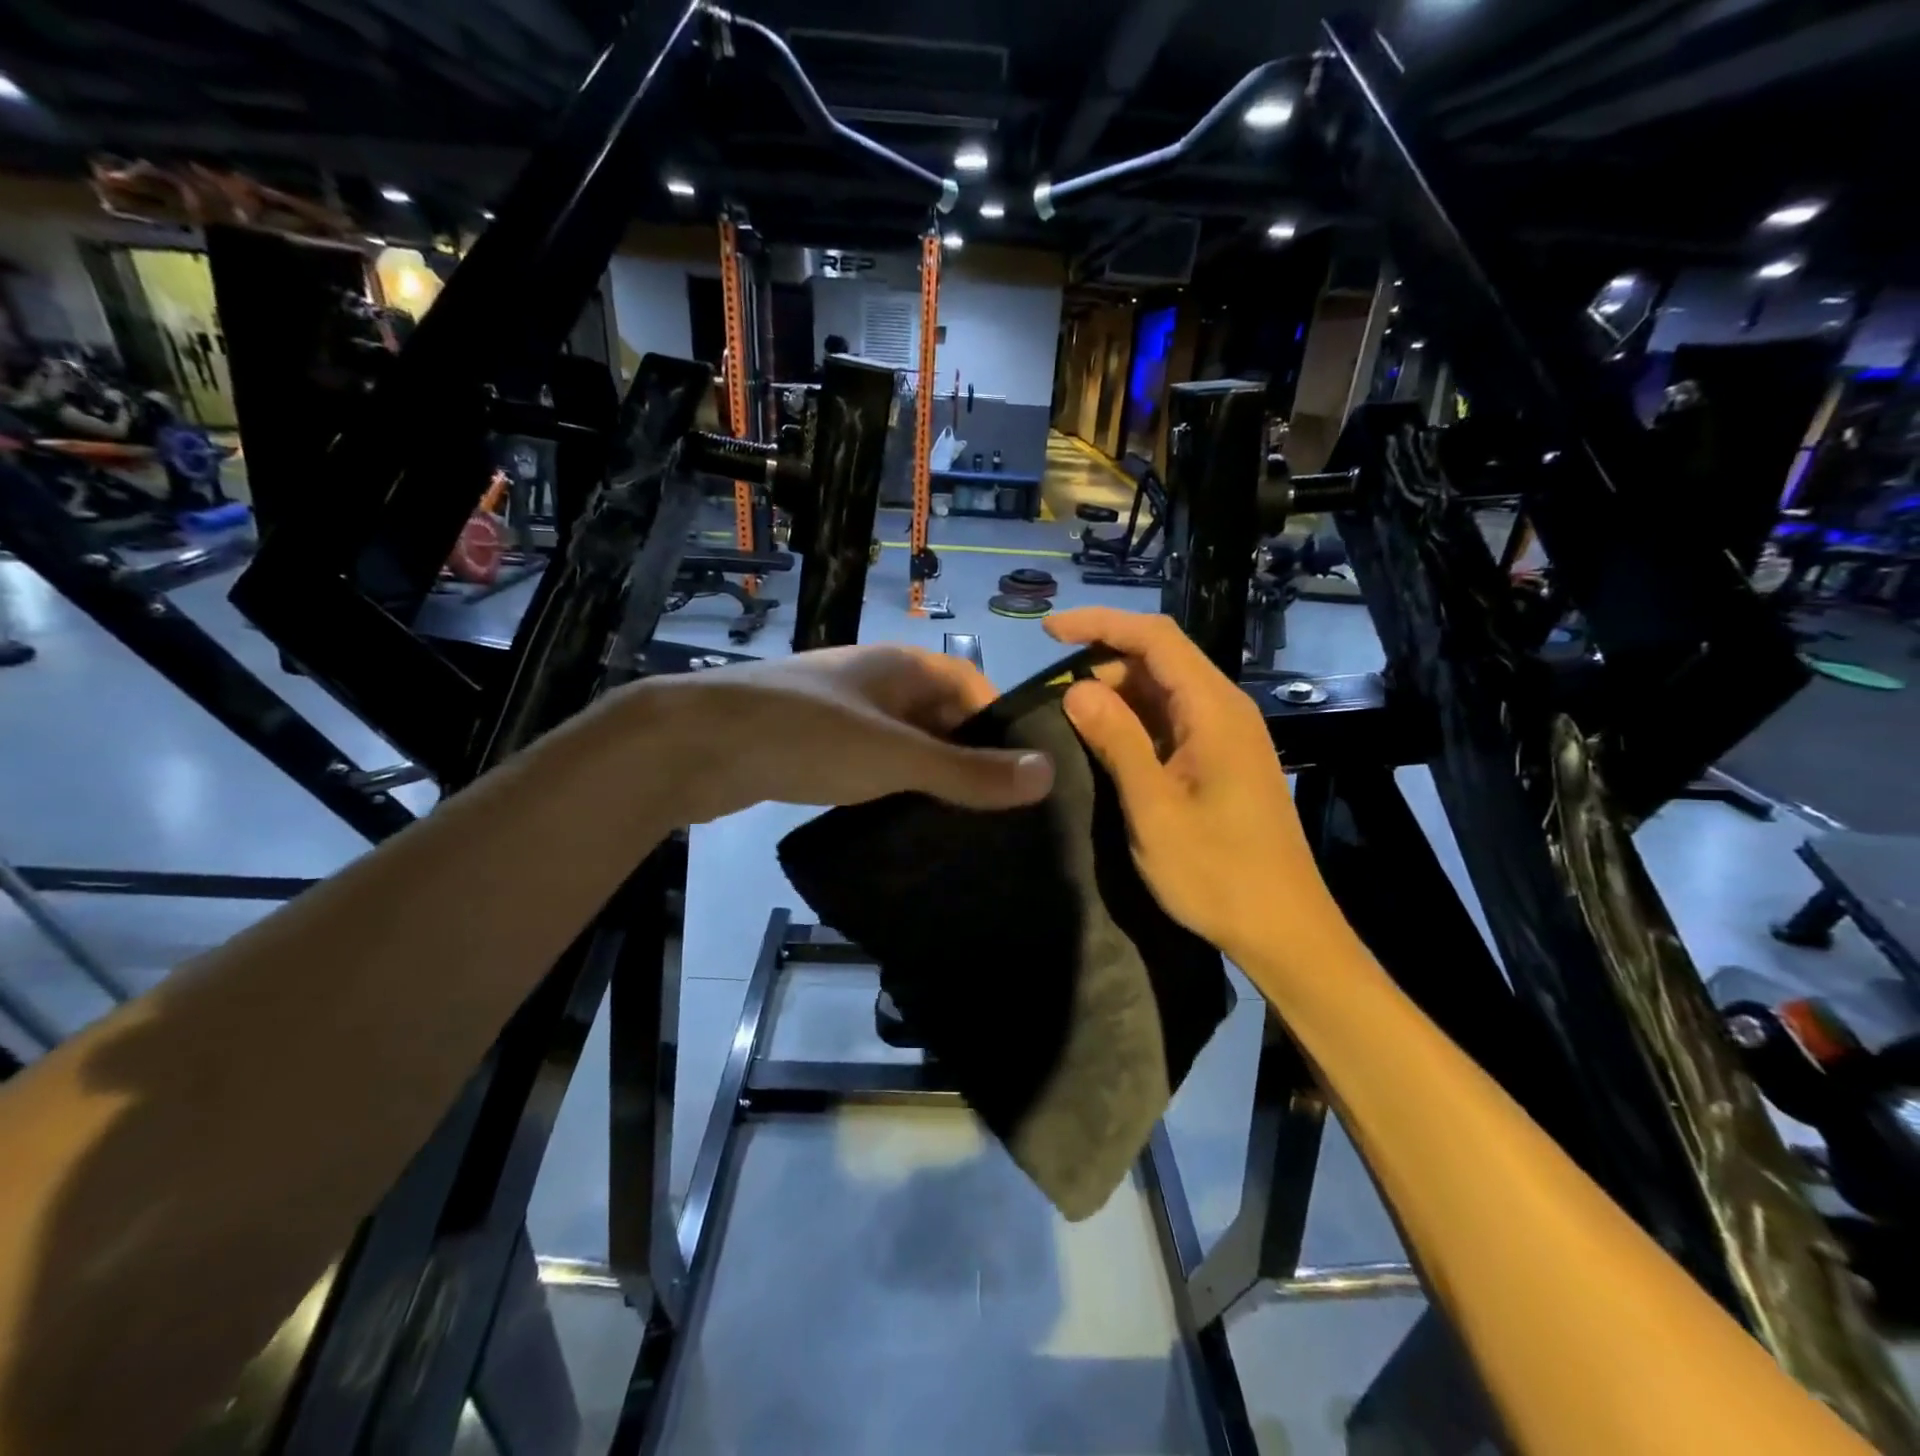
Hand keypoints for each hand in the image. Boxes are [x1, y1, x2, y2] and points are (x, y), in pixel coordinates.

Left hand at [632, 645, 1054, 822]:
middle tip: (994, 812)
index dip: (999, 727)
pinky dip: (887, 789)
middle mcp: (873, 682)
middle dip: (965, 757)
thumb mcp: (896, 755)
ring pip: (901, 744)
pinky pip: (867, 765)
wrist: (693, 744)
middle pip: (938, 716)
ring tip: (956, 826)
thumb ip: (967, 770)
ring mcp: (839, 714)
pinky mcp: (810, 748)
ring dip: (926, 777)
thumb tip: (1047, 775)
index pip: (971, 687)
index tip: (1020, 777)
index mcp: (900, 666)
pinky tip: (897, 824)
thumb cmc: (806, 735)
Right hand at [1046, 608, 1333, 960]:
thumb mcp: (1153, 808)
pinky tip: (1106, 745)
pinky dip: (1136, 722)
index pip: (1155, 638)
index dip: (1100, 624)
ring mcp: (1227, 737)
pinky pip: (1174, 722)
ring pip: (1165, 692)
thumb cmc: (1218, 872)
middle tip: (1053, 696)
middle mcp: (1225, 711)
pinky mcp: (1223, 761)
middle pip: (1160, 660)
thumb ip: (1116, 741)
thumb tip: (1075, 688)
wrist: (1284, 929)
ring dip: (1117, 695)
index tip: (1048, 631)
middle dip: (1103, 663)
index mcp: (1214, 710)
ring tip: (1070, 720)